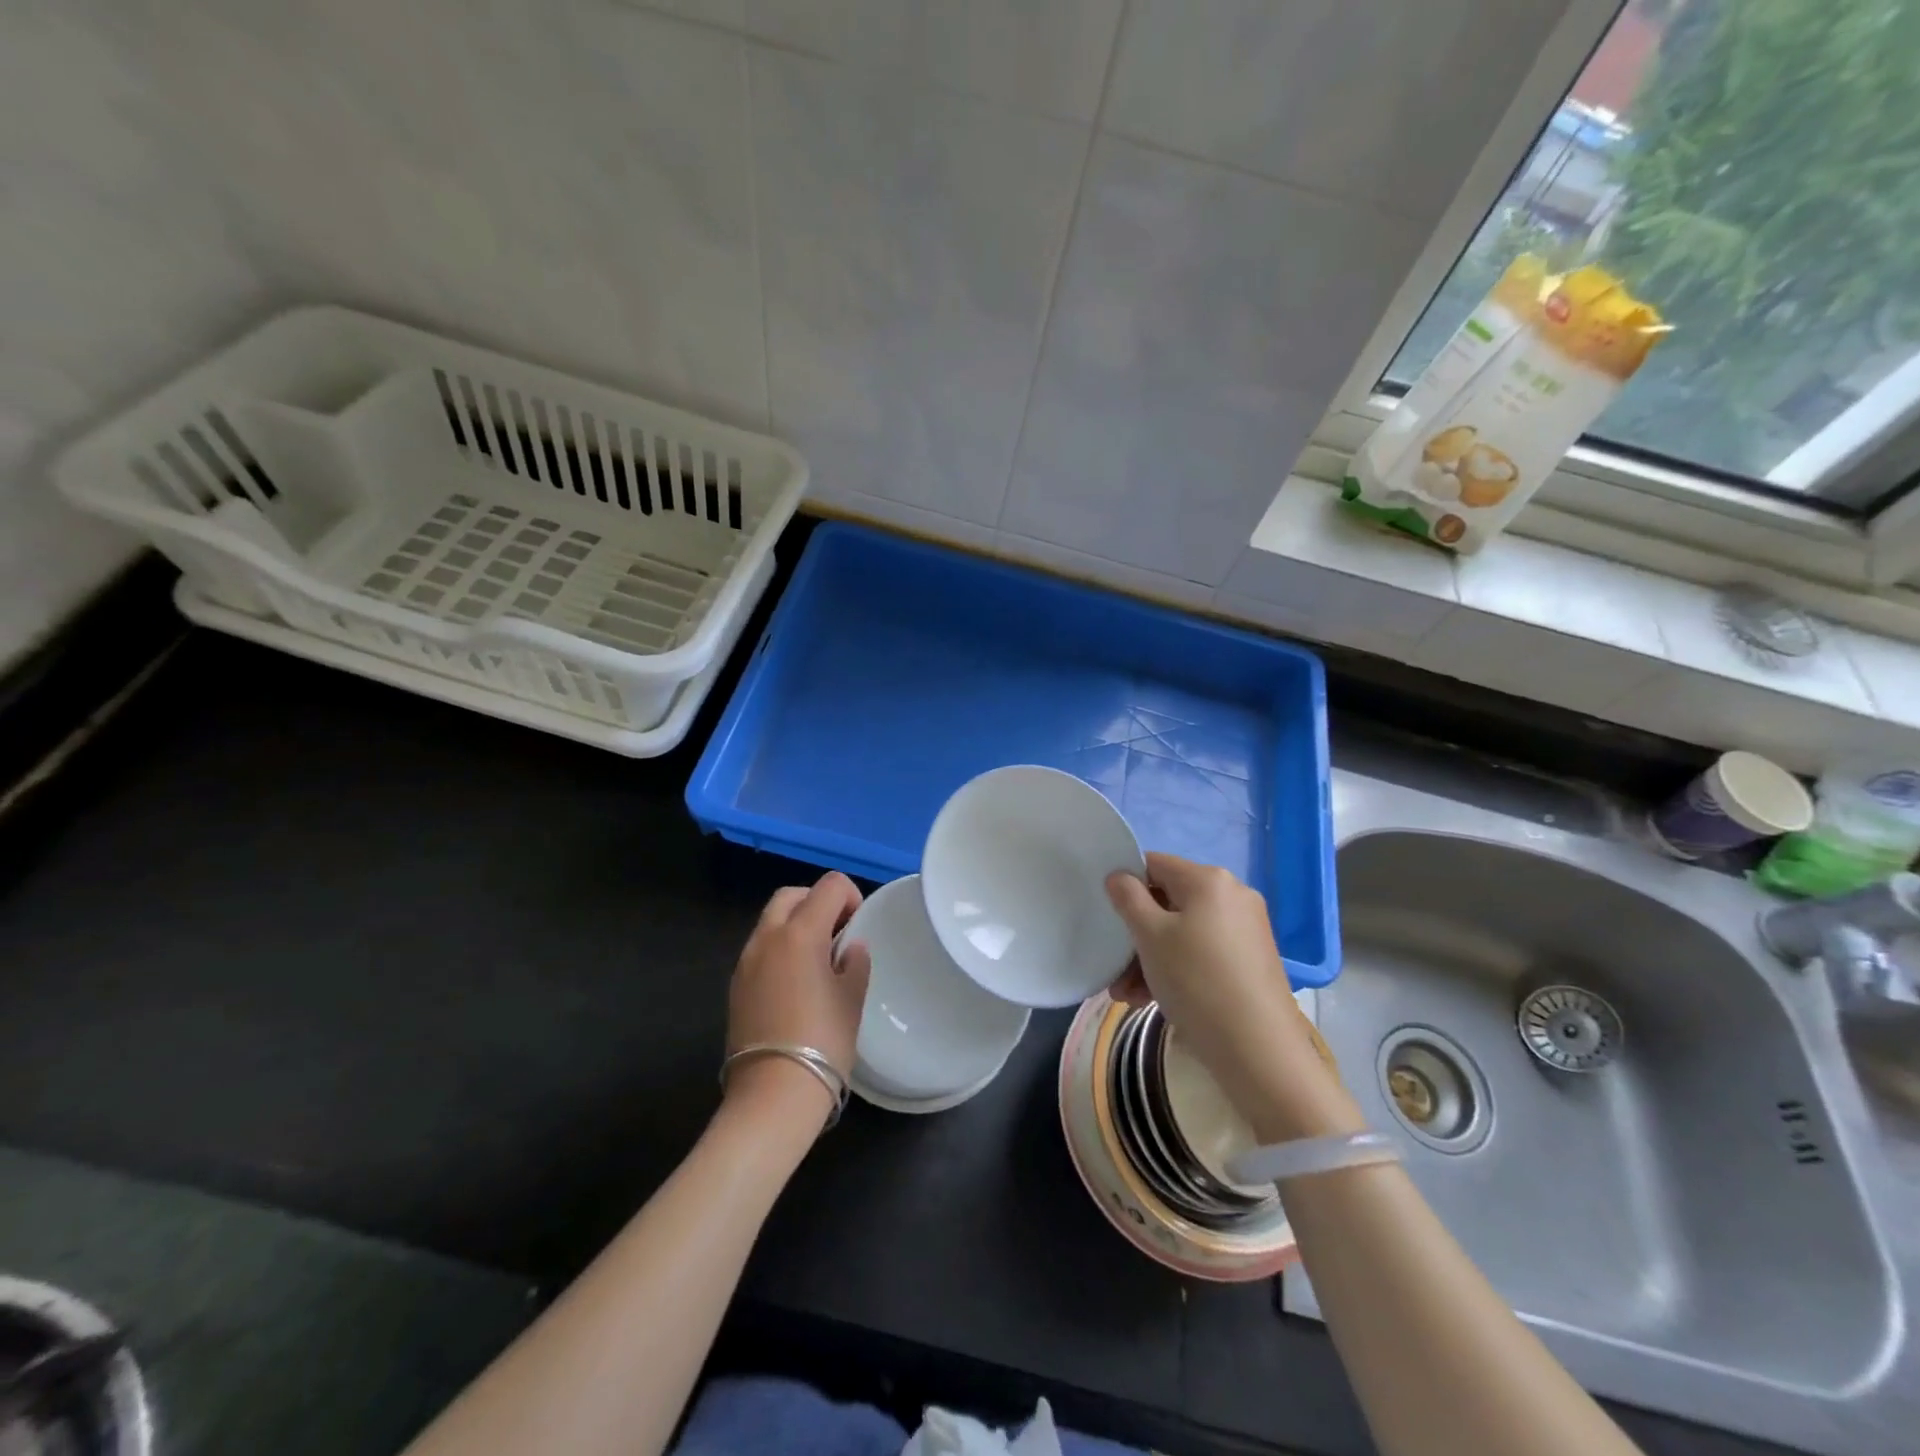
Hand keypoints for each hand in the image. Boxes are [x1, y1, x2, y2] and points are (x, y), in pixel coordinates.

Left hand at [725, 872, 872, 1128]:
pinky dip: (780, 949)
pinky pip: (760, 950)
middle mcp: (767, 938)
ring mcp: (746, 962)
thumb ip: (854, 963)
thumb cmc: (823, 1041)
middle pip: (792, 895)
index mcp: (800, 933)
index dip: (850, 896)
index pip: (829, 886)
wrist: (773, 1094)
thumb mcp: (852, 999)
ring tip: (817, 960)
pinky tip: (796, 984)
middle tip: (838, 933)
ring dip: (796, 925)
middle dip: (817, 903)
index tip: (858, 926)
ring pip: (771, 921)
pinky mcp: (735, 986)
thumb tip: (850, 948)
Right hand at [1106, 853, 1359, 1141]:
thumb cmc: (1196, 981)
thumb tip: (1119, 875)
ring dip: (1151, 958)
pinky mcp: (1252, 960)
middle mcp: (1232, 895)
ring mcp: (1247, 929)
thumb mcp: (1150, 936)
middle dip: (1137, 934)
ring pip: (1184, 932)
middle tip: (1114, 970)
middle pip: (1168, 903)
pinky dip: (1177, 968)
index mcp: (1209, 879)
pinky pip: (1203, 952)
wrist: (1259, 1050)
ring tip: (1127, 995)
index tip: (1108, 918)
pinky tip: (1152, 1000)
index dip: (1126, 886)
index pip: (1154, 864)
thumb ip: (1128, 898)